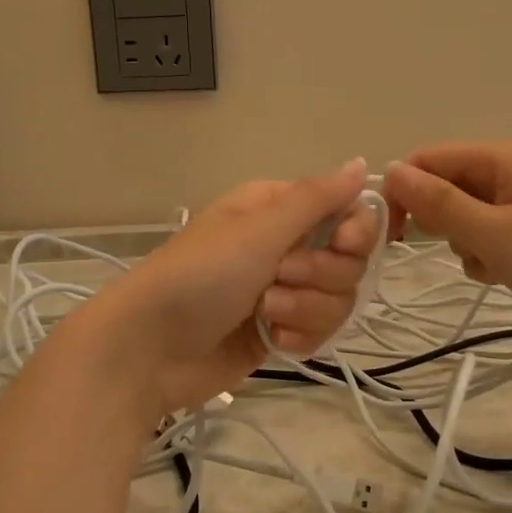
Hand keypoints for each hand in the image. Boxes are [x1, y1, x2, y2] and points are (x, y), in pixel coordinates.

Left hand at [90, 159, 380, 416]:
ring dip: (305, 310)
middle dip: (320, 276)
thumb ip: (316, 198)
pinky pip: (320, 331)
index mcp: (280, 209)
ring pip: (338, 299)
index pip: (349, 211)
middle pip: (350, 260)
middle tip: (277, 279)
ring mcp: (285, 290)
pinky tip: (270, 341)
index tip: (344, 245)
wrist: (149, 349)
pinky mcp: (280, 331)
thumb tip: (362, 163)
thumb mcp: (258, 229)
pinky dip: (299, 338)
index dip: (357, 232)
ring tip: (264, 314)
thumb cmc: (201, 275)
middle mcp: (287, 244)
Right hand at [382, 141, 511, 328]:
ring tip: (495, 266)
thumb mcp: (492, 232)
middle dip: (442, 223)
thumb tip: (389, 170)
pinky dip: (490, 257)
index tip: (395, 236)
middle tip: (467, 248)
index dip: (402, 193)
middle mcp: (508, 171)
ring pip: (465, 217)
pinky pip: (491, 236)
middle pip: (445, 187)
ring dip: (467, 245)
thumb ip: (437, 203)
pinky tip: (509, 275)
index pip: (425, 161)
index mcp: (498, 158)